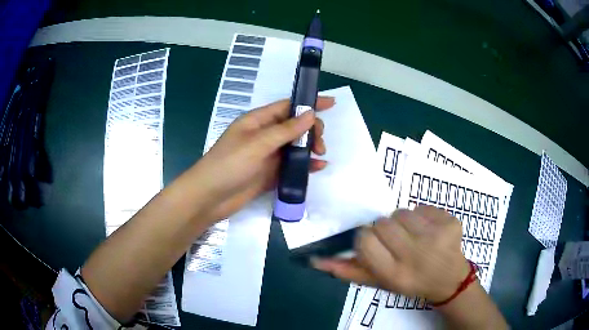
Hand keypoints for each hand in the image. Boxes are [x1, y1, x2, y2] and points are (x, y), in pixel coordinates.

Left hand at [190, 97, 334, 222]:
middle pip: (295, 126)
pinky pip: (292, 165)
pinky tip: (318, 168)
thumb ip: (285, 130)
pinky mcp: (270, 173)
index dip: (309, 103)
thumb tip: (311, 114)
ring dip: (310, 148)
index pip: (288, 106)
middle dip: (311, 131)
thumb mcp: (258, 143)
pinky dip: (305, 165)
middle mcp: (264, 135)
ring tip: (320, 155)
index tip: (331, 103)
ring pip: (295, 146)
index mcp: (258, 121)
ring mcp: (267, 155)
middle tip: (320, 144)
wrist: (211, 197)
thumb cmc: (229, 164)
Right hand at [313, 206, 469, 302]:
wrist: (448, 280)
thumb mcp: (379, 282)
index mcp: (394, 273)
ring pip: (402, 212)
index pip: (365, 240)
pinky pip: (424, 208)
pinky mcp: (451, 222)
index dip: (367, 239)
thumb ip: (348, 270)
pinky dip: (423, 217)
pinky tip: (431, 232)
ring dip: (404, 222)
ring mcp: (437, 236)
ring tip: (414, 236)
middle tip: (397, 242)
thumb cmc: (410, 282)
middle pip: (383, 223)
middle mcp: (415, 254)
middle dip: (386, 230)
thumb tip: (316, 259)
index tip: (376, 245)